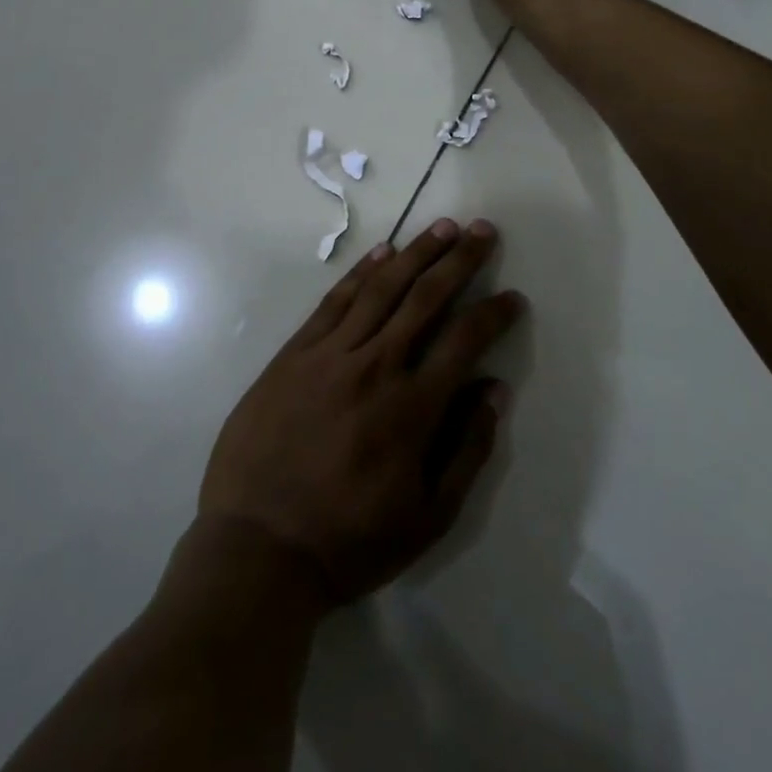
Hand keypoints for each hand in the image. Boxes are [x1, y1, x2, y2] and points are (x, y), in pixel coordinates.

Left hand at [198, 220, 522, 604]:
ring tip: (443, 226)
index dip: (493, 313)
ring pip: (381, 288)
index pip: (464, 341)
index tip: (513, 297)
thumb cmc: (349, 540)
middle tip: (483, 230)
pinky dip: (361, 272)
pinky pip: (334, 301)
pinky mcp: (295, 352)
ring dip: (415, 253)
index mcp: (412, 407)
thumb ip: (467, 450)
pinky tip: (381, 252)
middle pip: (425, 298)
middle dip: (460, 260)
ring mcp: (330, 353)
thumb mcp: (427, 518)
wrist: (257, 544)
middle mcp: (375, 366)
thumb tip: (494, 390)